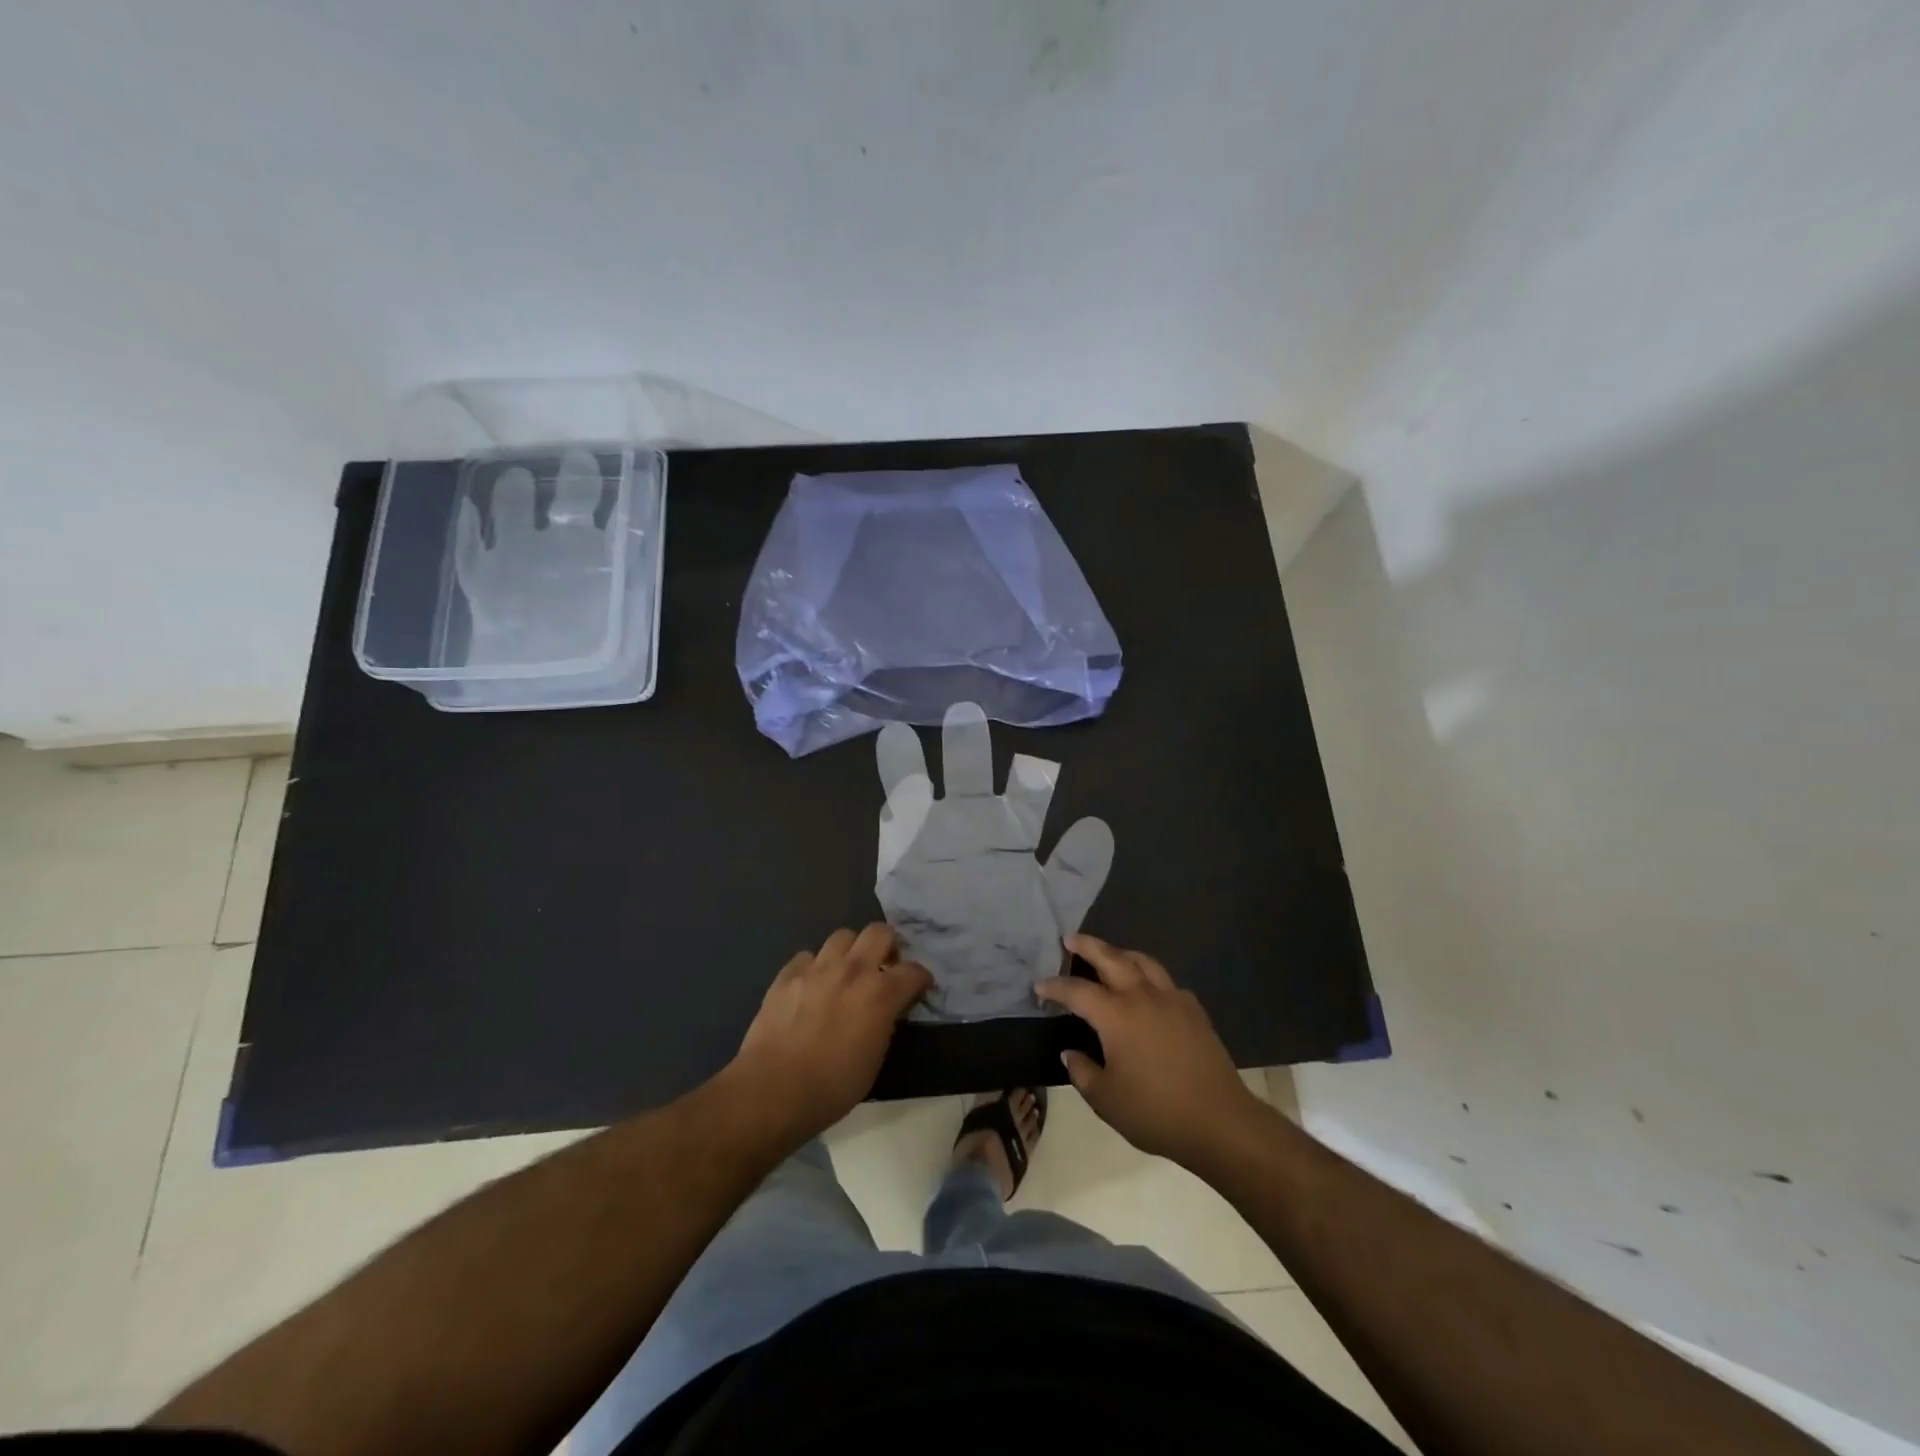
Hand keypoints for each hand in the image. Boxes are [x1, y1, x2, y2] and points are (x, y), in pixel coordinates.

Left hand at [728, 924, 932, 1146]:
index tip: (918, 989)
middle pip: (879, 932)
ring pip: (842, 935)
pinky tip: (811, 986)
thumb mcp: (875, 1060)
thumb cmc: (832, 1086)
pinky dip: (814, 967)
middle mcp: (853, 970)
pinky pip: (807, 957)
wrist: (773, 1089)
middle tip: (883, 967)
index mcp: (881, 994)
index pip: (914, 971)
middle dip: (887, 945)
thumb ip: (885, 1024)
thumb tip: (886, 1011)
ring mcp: (817, 968)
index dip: (920, 979)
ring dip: (850, 951)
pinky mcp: (788, 974)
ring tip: (846, 972)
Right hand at [1036, 934, 1266, 1168]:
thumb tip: (1071, 1053)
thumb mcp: (1106, 1100)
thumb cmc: (1156, 1112)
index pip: (1077, 991)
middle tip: (1070, 939)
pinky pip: (1166, 982)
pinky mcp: (1194, 1011)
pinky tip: (1148, 991)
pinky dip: (1150, 976)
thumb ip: (1082, 1072)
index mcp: (1116, 1015)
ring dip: (1121, 953)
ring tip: (1109, 954)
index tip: (1039, 987)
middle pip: (1111, 958)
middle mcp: (1143, 997)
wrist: (1220, 1121)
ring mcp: (1172, 1000)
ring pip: (1143, 961)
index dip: (1055, 987)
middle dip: (1088, 946)